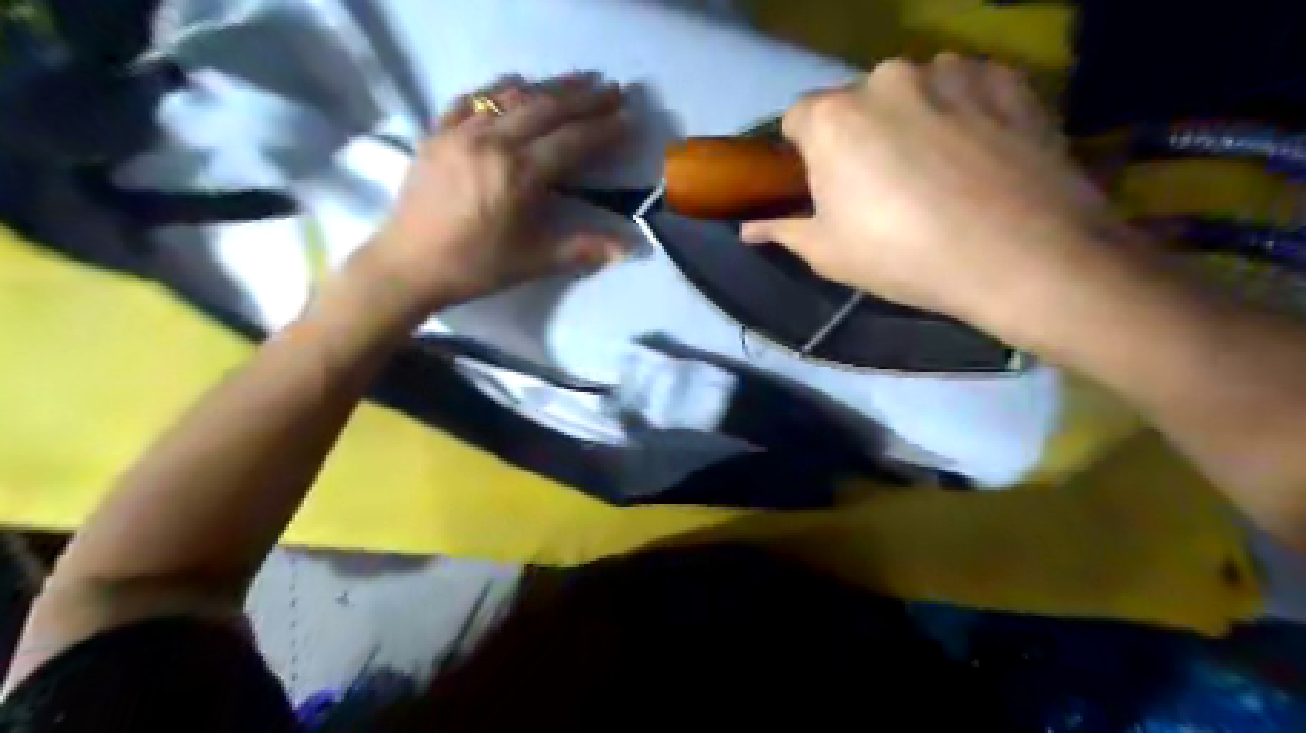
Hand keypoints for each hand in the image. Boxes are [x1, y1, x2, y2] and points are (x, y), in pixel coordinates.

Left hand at [347, 72, 631, 317]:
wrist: (408, 265)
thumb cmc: (475, 266)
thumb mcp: (534, 262)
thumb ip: (583, 250)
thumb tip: (631, 248)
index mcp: (518, 175)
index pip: (571, 142)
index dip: (603, 129)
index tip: (628, 117)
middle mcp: (492, 142)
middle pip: (546, 109)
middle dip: (584, 98)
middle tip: (612, 89)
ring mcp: (460, 132)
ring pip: (512, 97)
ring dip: (549, 86)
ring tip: (577, 81)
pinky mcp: (437, 132)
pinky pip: (472, 99)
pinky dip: (498, 89)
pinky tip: (515, 85)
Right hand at [745, 50, 1134, 331]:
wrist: (1021, 255)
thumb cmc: (904, 257)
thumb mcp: (828, 254)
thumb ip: (782, 230)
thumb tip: (748, 229)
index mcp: (832, 118)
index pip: (797, 118)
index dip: (806, 152)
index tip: (825, 185)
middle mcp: (885, 77)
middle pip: (856, 103)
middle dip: (859, 134)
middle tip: (883, 185)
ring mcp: (950, 69)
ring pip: (911, 91)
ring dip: (912, 119)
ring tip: (938, 171)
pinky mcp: (1004, 76)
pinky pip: (965, 88)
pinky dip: (962, 112)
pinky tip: (978, 156)